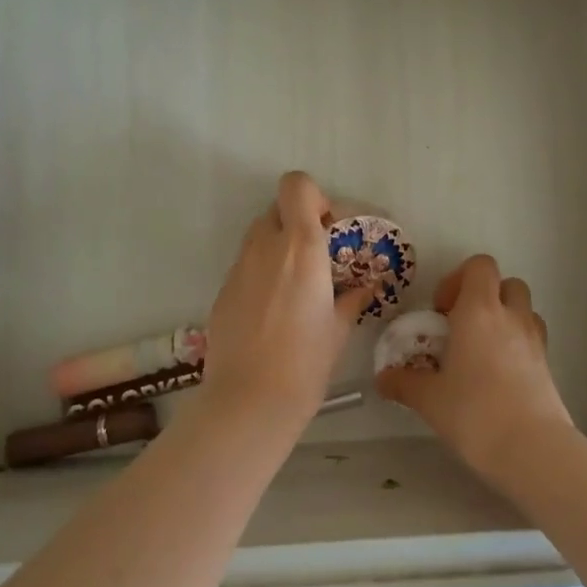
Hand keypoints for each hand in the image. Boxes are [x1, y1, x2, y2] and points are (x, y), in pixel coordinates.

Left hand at [197, 171, 375, 439]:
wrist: (249, 402)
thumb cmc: (305, 362)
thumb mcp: (338, 329)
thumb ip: (351, 298)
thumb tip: (364, 288)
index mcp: (301, 246)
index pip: (296, 185)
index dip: (312, 197)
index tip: (327, 227)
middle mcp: (266, 246)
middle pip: (277, 208)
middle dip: (297, 223)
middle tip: (316, 257)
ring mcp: (239, 267)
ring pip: (259, 236)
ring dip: (278, 246)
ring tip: (295, 286)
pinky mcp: (222, 290)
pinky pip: (246, 265)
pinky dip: (261, 273)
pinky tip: (272, 311)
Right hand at [376, 253, 575, 489]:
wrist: (532, 450)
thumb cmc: (474, 412)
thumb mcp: (430, 399)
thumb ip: (404, 383)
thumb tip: (383, 379)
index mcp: (479, 310)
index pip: (479, 265)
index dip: (459, 278)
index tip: (442, 310)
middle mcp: (510, 316)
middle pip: (505, 282)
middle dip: (484, 296)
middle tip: (462, 325)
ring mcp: (534, 339)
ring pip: (523, 308)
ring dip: (505, 317)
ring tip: (483, 348)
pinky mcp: (548, 365)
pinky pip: (533, 337)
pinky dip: (518, 343)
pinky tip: (499, 373)